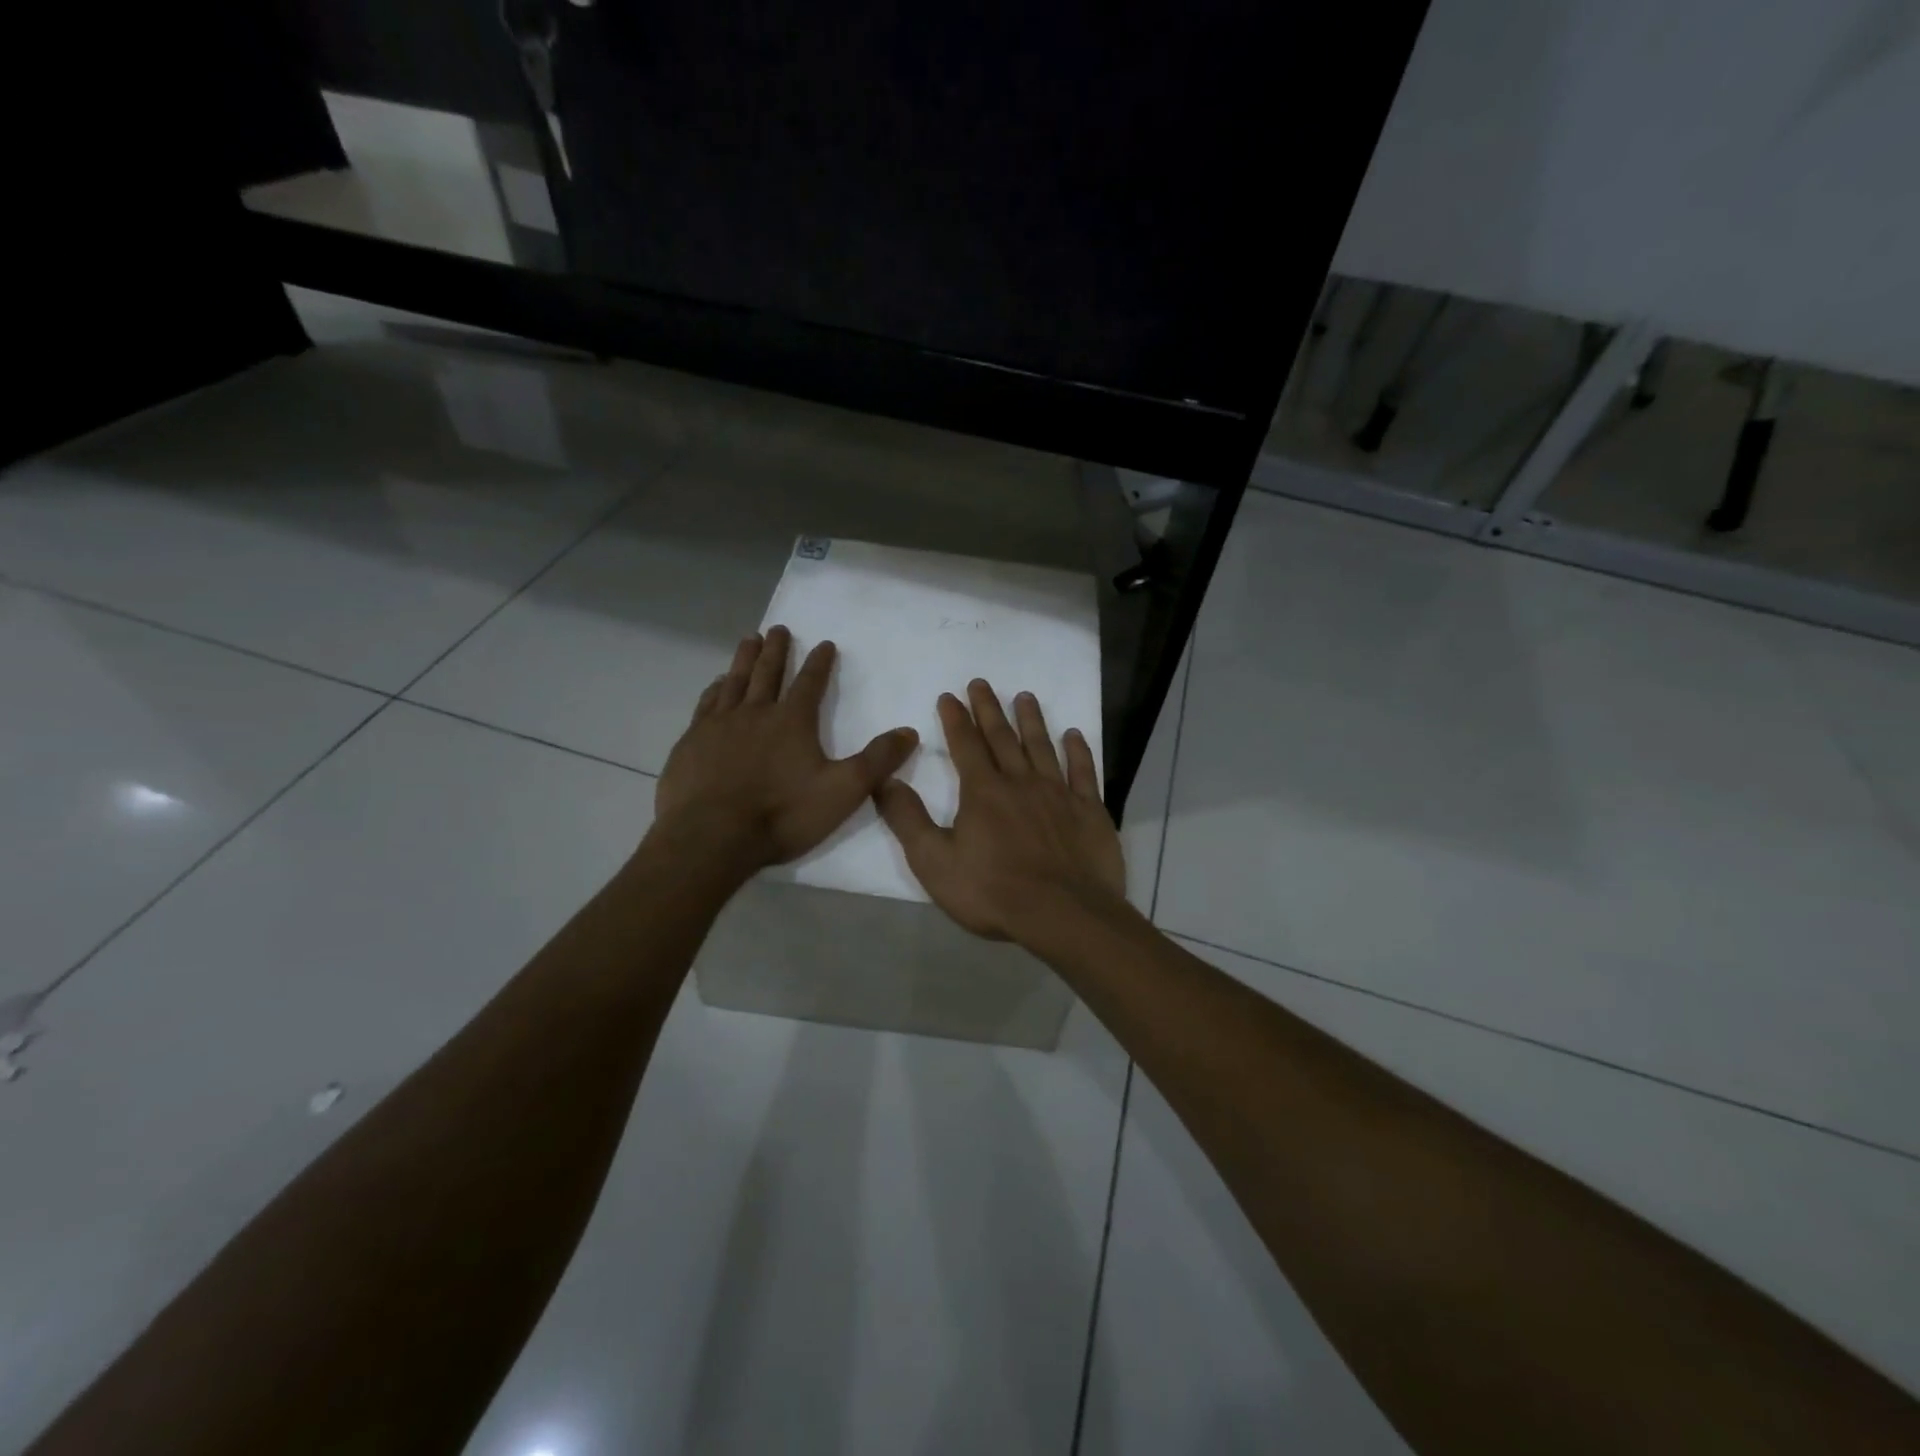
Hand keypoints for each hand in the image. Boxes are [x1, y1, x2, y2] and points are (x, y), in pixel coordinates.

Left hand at [651, 626, 918, 874]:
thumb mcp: (843, 791)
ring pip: (735, 682)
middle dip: (777, 650)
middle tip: (778, 628)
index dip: (820, 662)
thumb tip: (909, 732)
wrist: (712, 837)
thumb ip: (877, 761)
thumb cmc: (782, 814)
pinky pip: (706, 705)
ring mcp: (719, 725)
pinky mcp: (691, 742)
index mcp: (792, 721)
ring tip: (749, 640)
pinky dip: (714, 689)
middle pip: (768, 673)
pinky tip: (716, 685)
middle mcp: (755, 713)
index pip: (810, 683)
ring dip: (744, 660)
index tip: (825, 643)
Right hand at [875, 679, 1125, 942]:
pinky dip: (1078, 751)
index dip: (955, 719)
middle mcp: (1021, 782)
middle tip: (981, 682)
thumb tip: (884, 781)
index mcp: (983, 792)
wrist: (1064, 914)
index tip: (949, 695)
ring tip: (1025, 697)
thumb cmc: (993, 891)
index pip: (965, 745)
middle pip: (1002, 737)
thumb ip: (908, 820)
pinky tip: (1074, 734)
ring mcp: (1059, 793)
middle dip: (988, 708)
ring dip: (1032, 720)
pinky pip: (1083, 771)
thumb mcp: (934, 862)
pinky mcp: (1089, 810)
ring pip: (1042, 747)